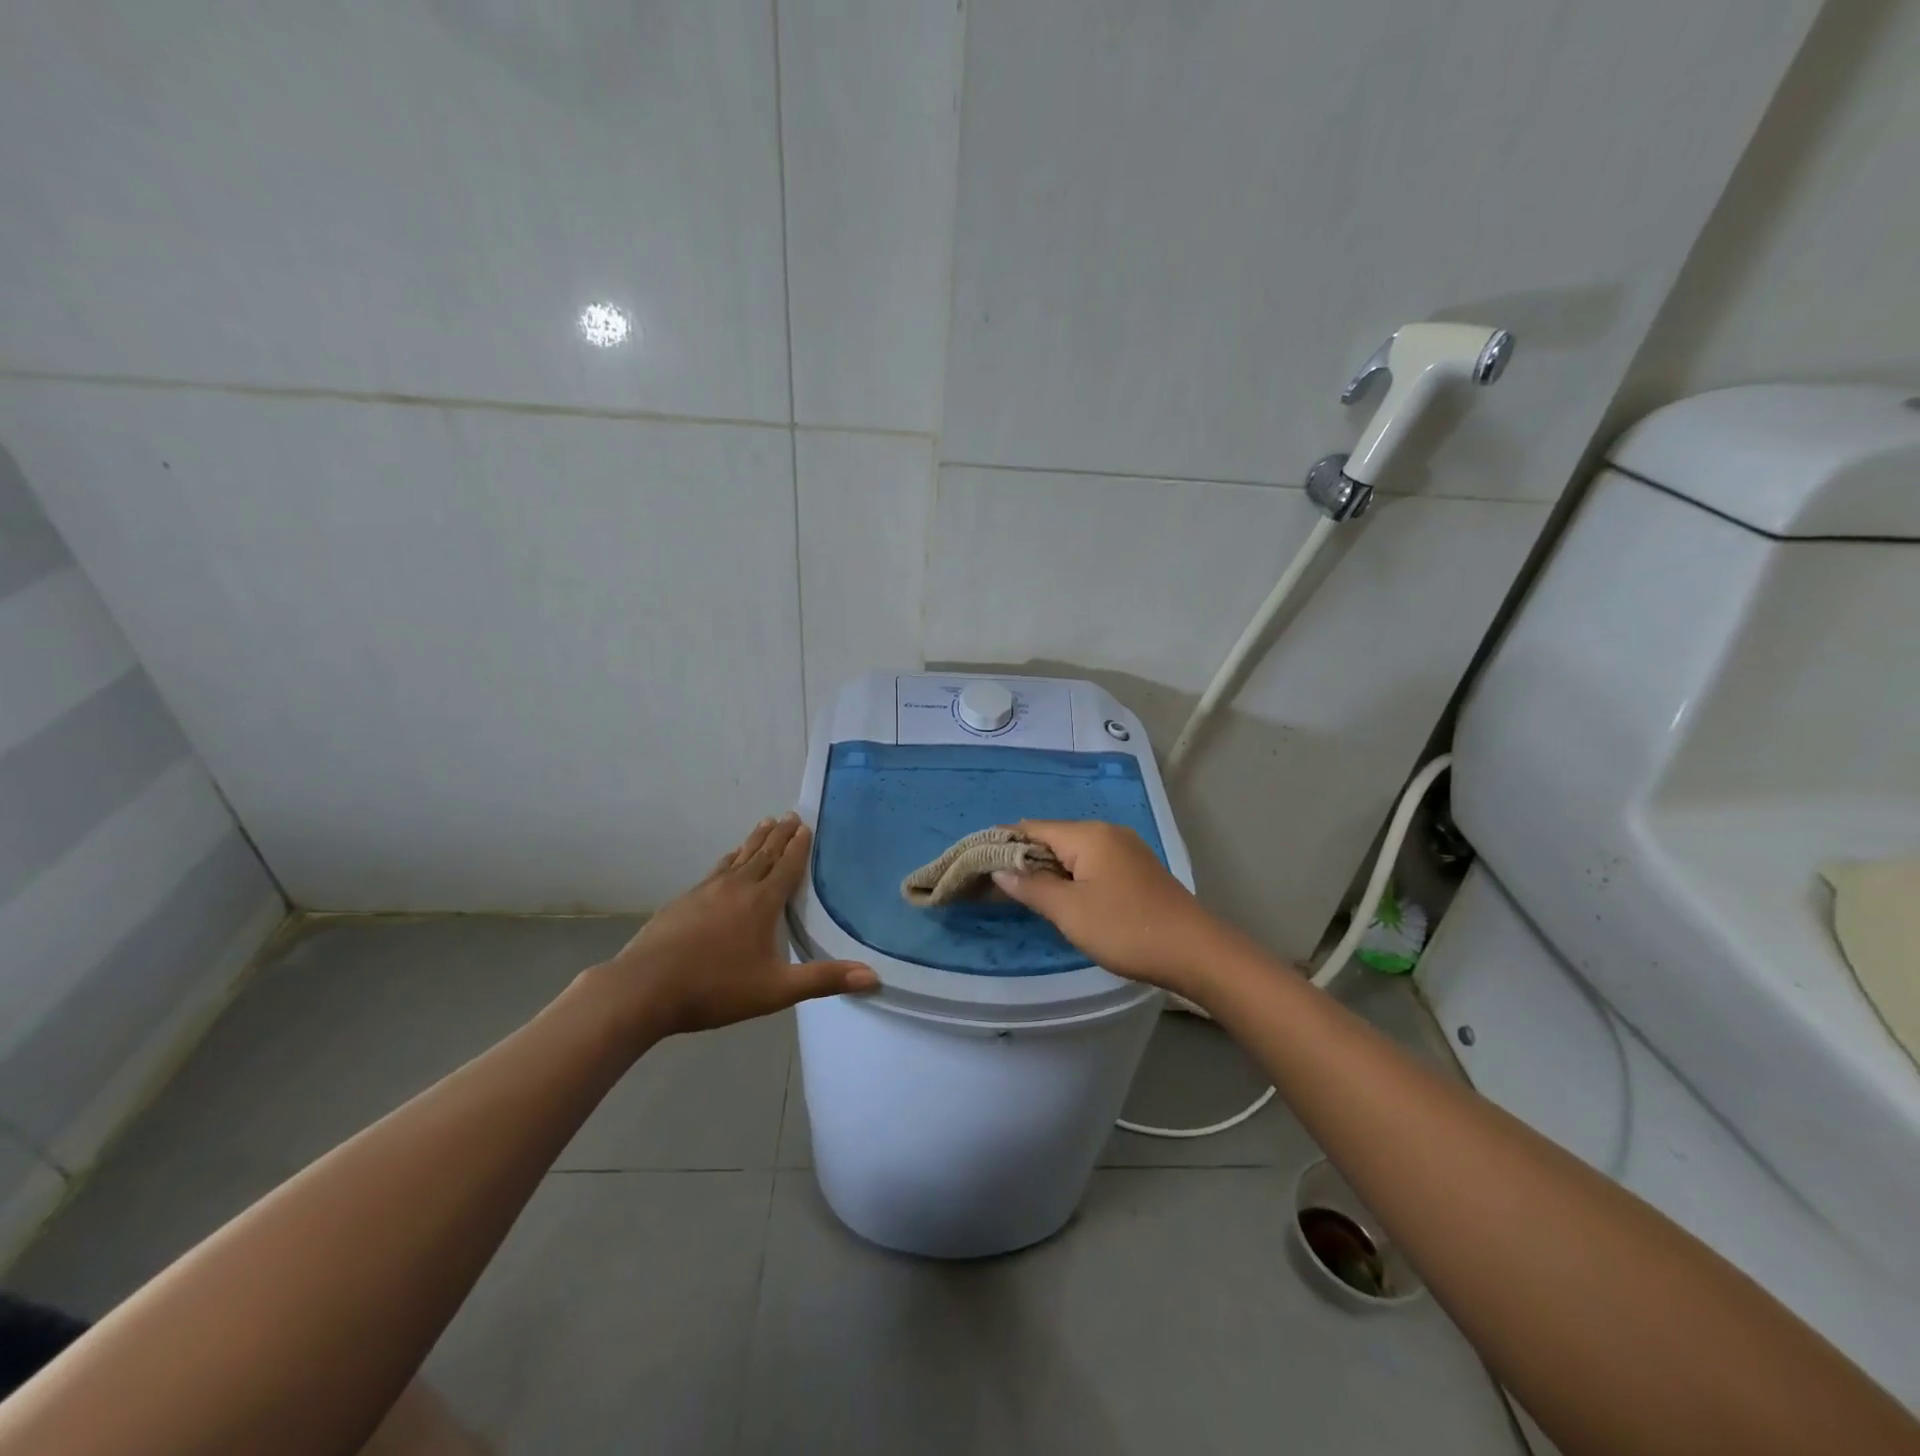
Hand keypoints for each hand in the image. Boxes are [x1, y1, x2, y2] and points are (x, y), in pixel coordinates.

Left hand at [590, 813, 876, 1038]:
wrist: (643, 989)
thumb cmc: (715, 989)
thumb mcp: (776, 990)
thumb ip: (823, 980)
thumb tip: (874, 976)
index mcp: (762, 903)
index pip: (787, 867)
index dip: (799, 847)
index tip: (807, 825)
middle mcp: (737, 887)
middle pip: (763, 854)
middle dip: (780, 835)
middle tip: (791, 815)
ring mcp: (706, 891)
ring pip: (738, 857)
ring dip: (754, 840)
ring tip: (765, 823)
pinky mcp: (684, 901)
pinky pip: (716, 870)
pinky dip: (729, 859)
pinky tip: (727, 859)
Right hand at [992, 820, 1238, 996]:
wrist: (1195, 952)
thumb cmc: (1126, 928)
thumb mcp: (1070, 911)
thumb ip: (1031, 887)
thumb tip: (999, 868)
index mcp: (1088, 835)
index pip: (1032, 828)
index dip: (1002, 842)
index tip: (976, 861)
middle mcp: (1107, 832)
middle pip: (1053, 837)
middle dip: (1023, 857)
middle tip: (994, 883)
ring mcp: (1125, 850)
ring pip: (1073, 852)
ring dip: (1047, 868)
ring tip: (1023, 893)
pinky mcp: (1136, 870)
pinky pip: (1092, 863)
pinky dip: (1070, 875)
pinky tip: (1062, 897)